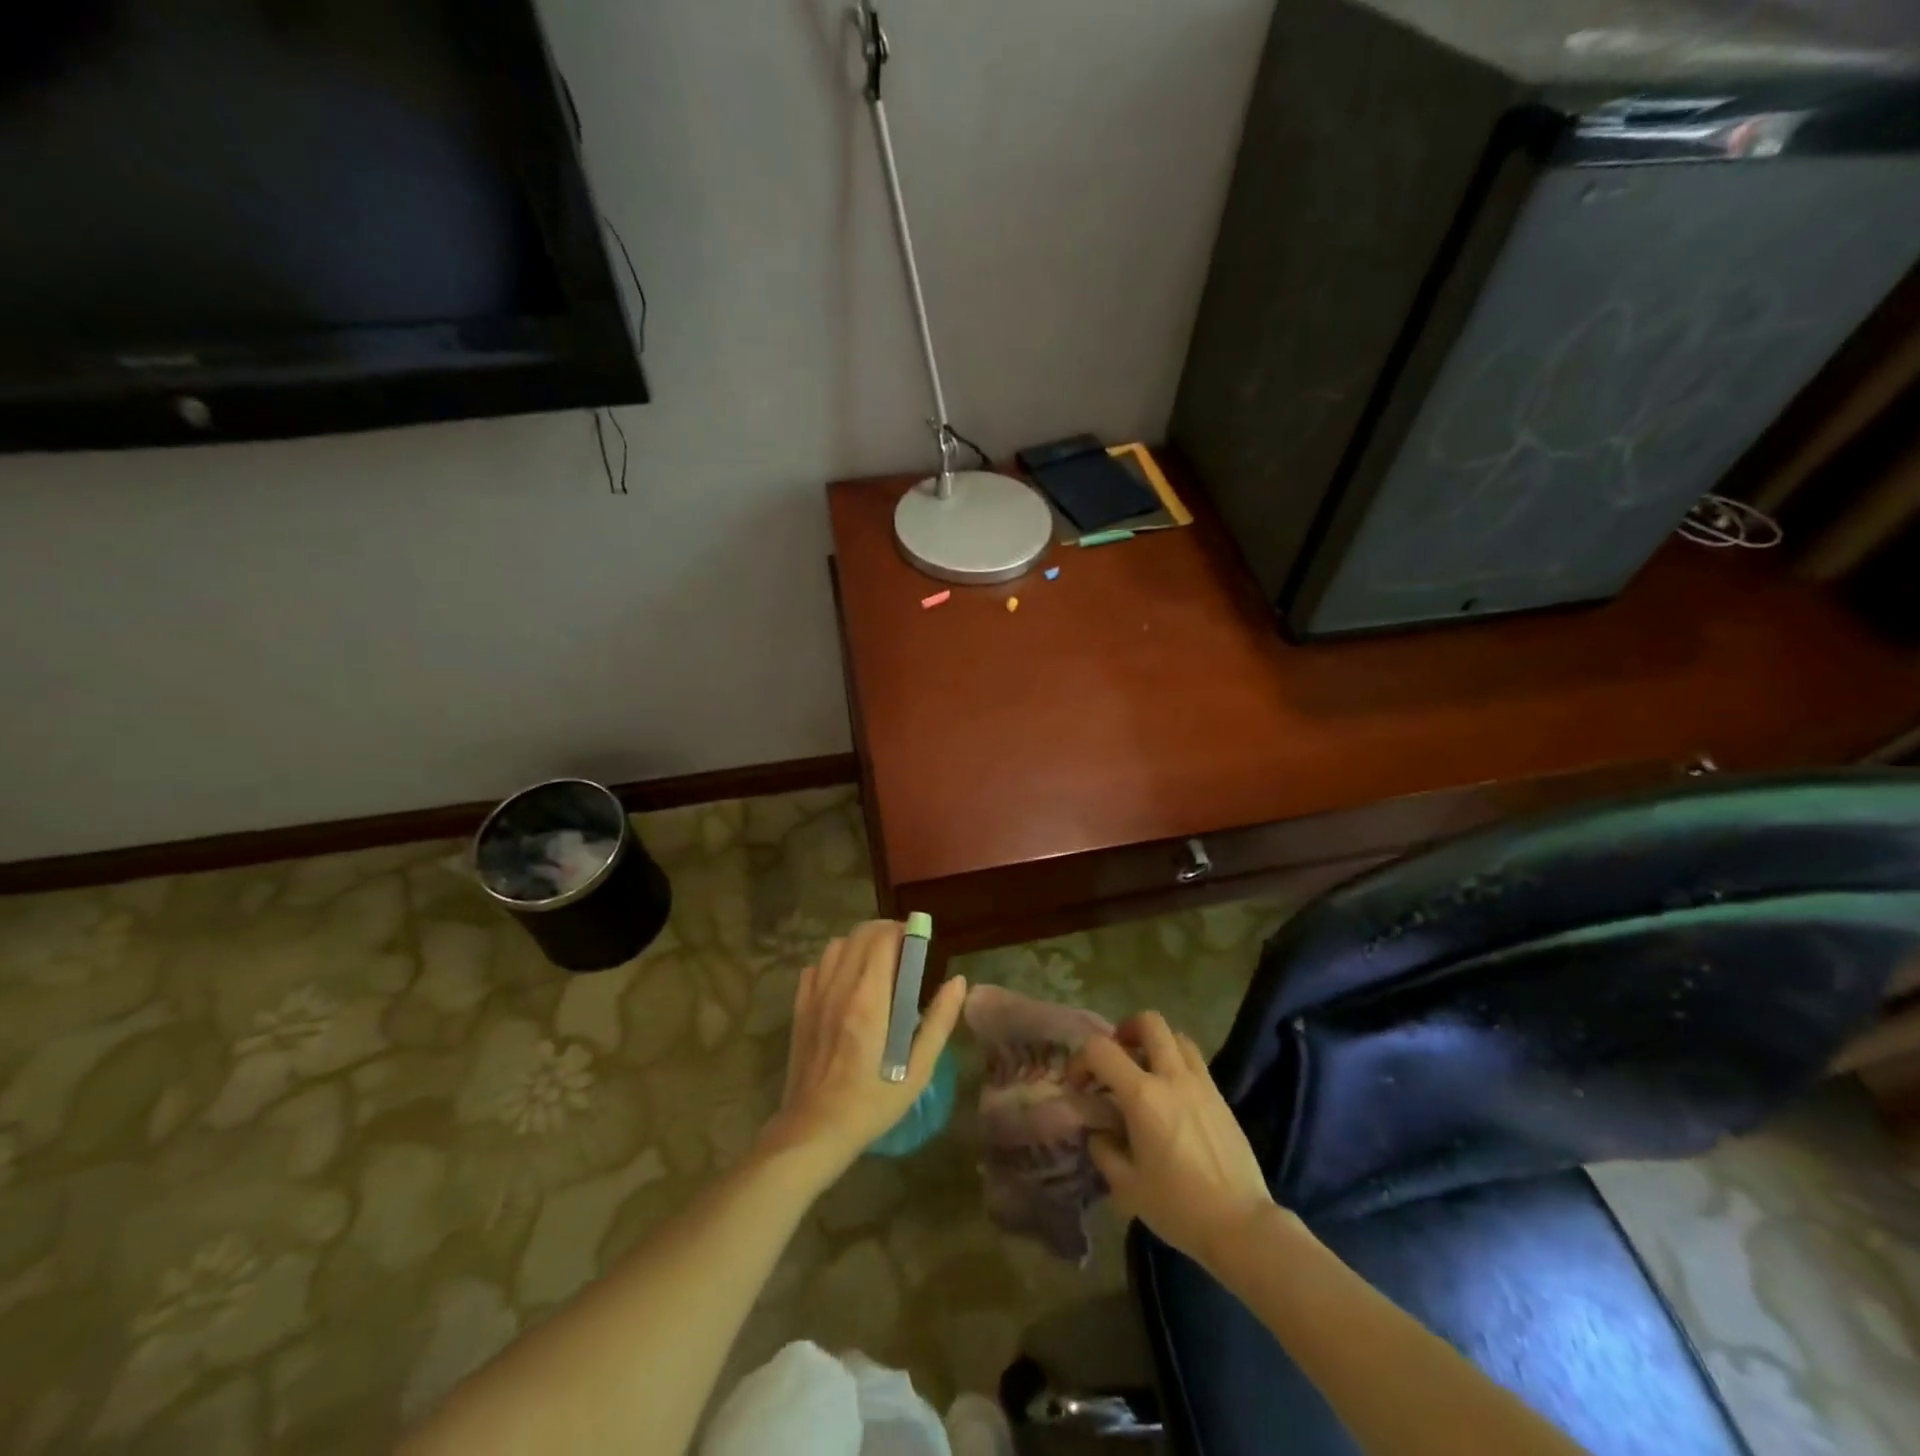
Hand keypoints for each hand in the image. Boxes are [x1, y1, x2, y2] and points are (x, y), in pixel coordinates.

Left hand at [764, 920, 966, 1170]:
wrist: (815, 1130)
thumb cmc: (872, 1101)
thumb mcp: (917, 1069)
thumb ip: (939, 1021)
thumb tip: (957, 981)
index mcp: (870, 999)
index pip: (882, 939)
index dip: (902, 930)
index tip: (918, 940)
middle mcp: (839, 987)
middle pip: (859, 934)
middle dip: (883, 932)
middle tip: (903, 951)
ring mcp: (815, 996)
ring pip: (836, 945)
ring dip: (859, 945)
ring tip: (876, 964)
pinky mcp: (800, 1008)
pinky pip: (816, 967)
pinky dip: (834, 963)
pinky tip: (846, 983)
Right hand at [1074, 1012, 1278, 1271]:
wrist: (1241, 1225)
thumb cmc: (1178, 1207)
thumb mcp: (1127, 1186)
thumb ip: (1103, 1150)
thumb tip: (1098, 1132)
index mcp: (1142, 1095)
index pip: (1100, 1048)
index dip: (1081, 1059)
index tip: (1079, 1086)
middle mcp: (1172, 1077)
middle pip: (1149, 1022)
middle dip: (1125, 1030)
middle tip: (1117, 1058)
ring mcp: (1201, 1083)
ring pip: (1176, 1036)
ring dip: (1155, 1044)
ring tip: (1145, 1072)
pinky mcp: (1220, 1097)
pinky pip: (1195, 1061)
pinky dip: (1177, 1063)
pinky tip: (1171, 1097)